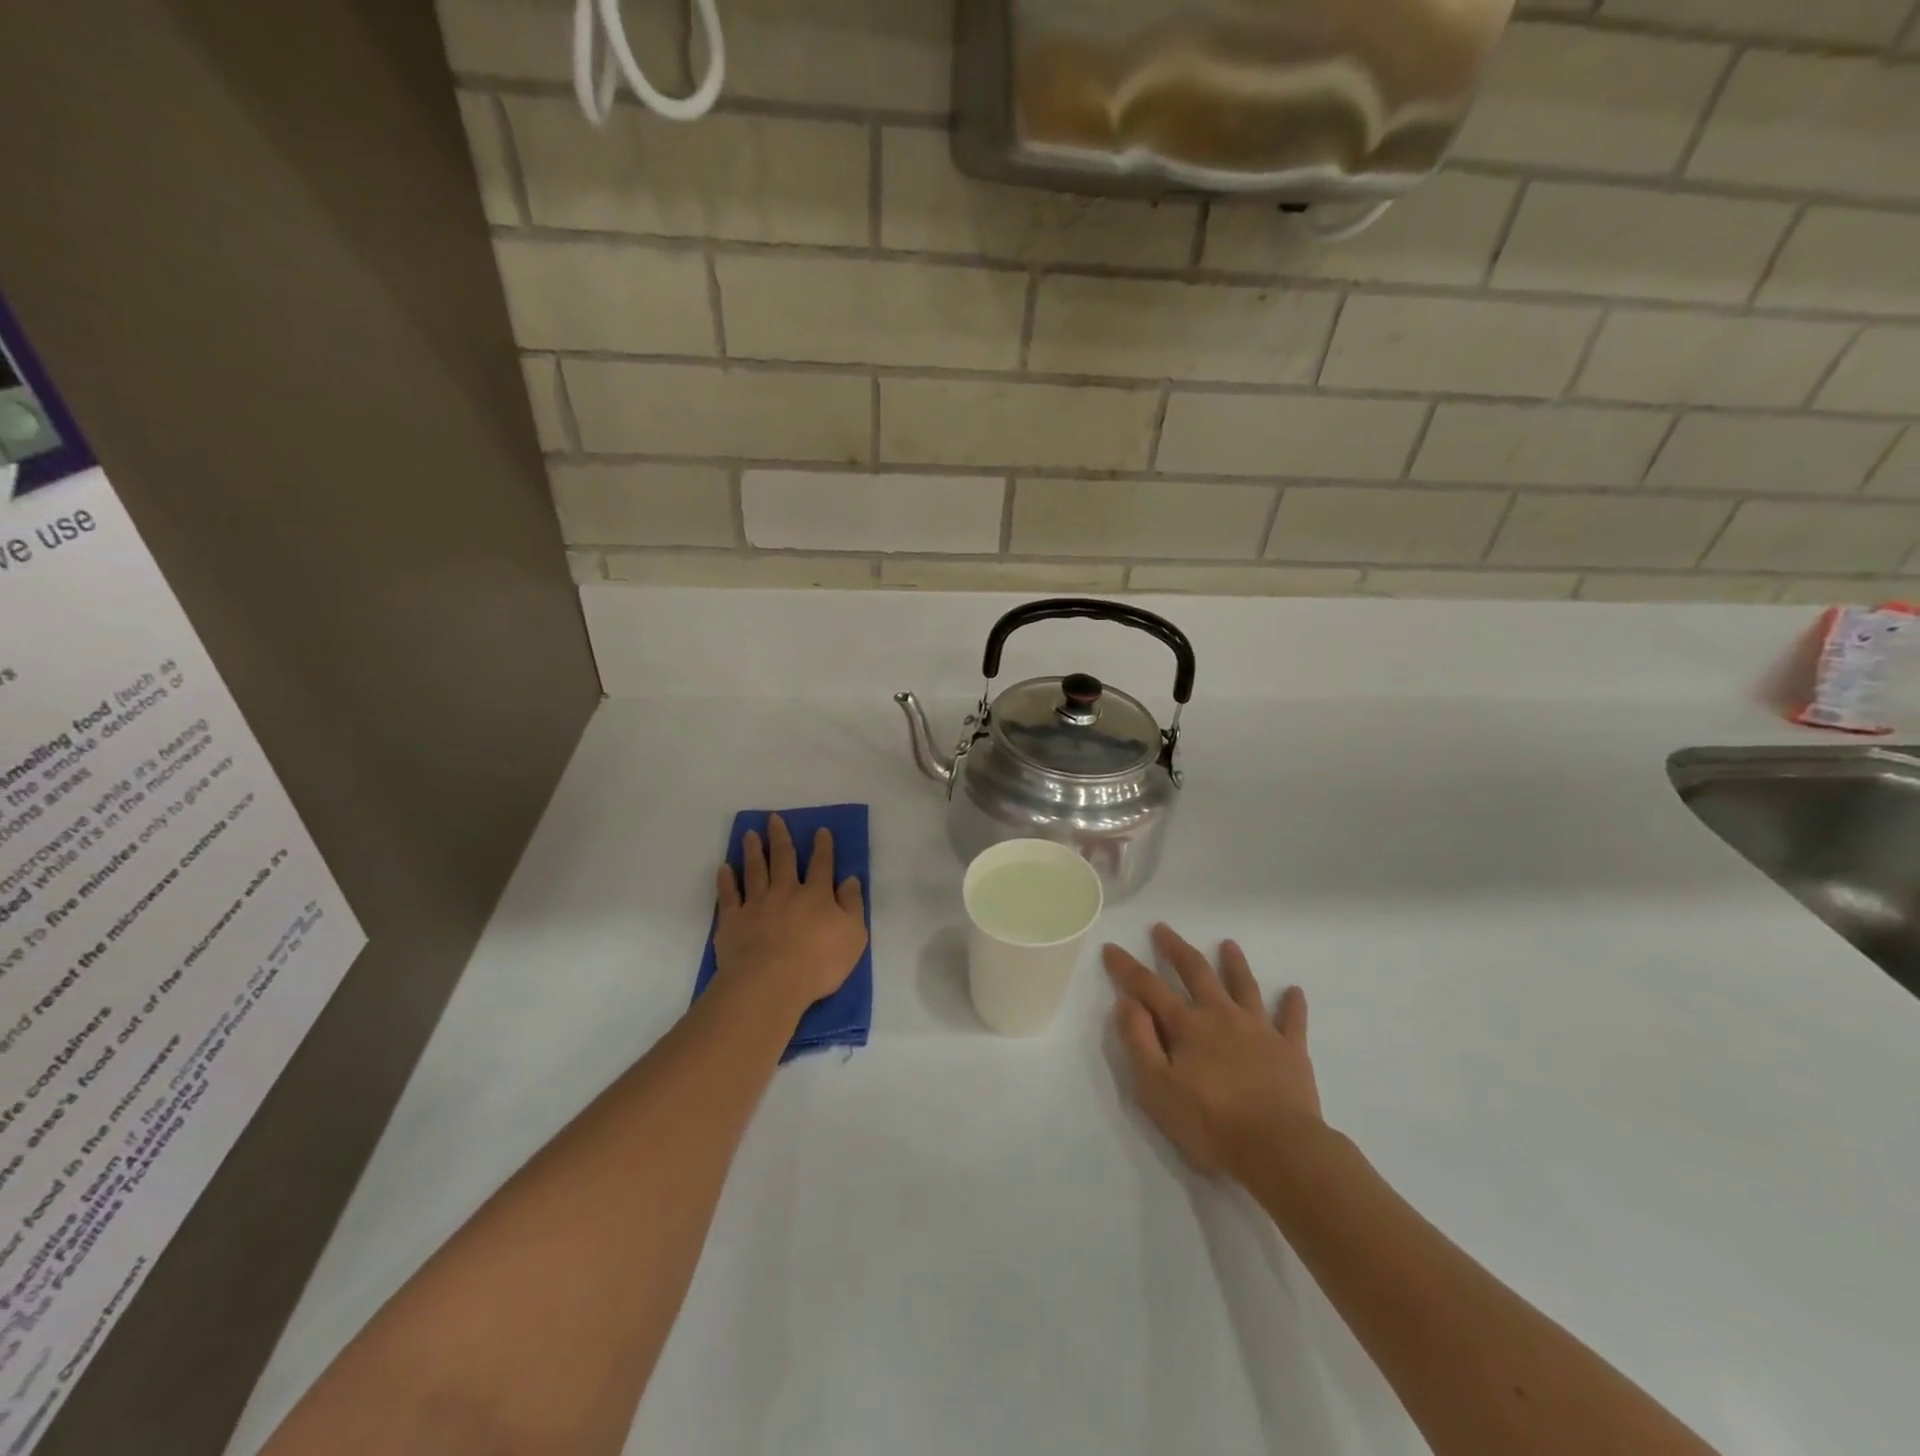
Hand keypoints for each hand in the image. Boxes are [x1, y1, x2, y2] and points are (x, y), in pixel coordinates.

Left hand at [714, 814, 867, 1023]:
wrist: (770, 983)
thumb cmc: (819, 963)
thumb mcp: (854, 936)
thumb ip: (853, 905)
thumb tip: (851, 879)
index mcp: (816, 895)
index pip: (821, 864)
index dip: (822, 847)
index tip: (820, 830)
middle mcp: (785, 892)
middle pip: (783, 858)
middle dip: (780, 837)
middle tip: (774, 818)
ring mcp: (756, 904)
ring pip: (755, 870)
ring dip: (753, 850)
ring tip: (749, 833)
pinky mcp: (732, 920)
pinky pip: (728, 895)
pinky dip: (726, 880)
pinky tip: (724, 868)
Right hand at [1104, 924, 1321, 1180]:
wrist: (1278, 1148)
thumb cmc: (1210, 1122)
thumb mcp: (1156, 1087)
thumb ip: (1138, 1041)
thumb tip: (1126, 1002)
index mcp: (1186, 1025)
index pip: (1148, 986)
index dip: (1126, 967)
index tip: (1111, 947)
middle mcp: (1221, 1015)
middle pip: (1196, 972)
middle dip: (1176, 949)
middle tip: (1162, 929)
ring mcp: (1259, 1028)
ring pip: (1244, 985)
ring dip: (1234, 963)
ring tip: (1228, 944)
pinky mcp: (1290, 1049)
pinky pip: (1292, 1020)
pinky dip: (1292, 1004)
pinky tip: (1295, 991)